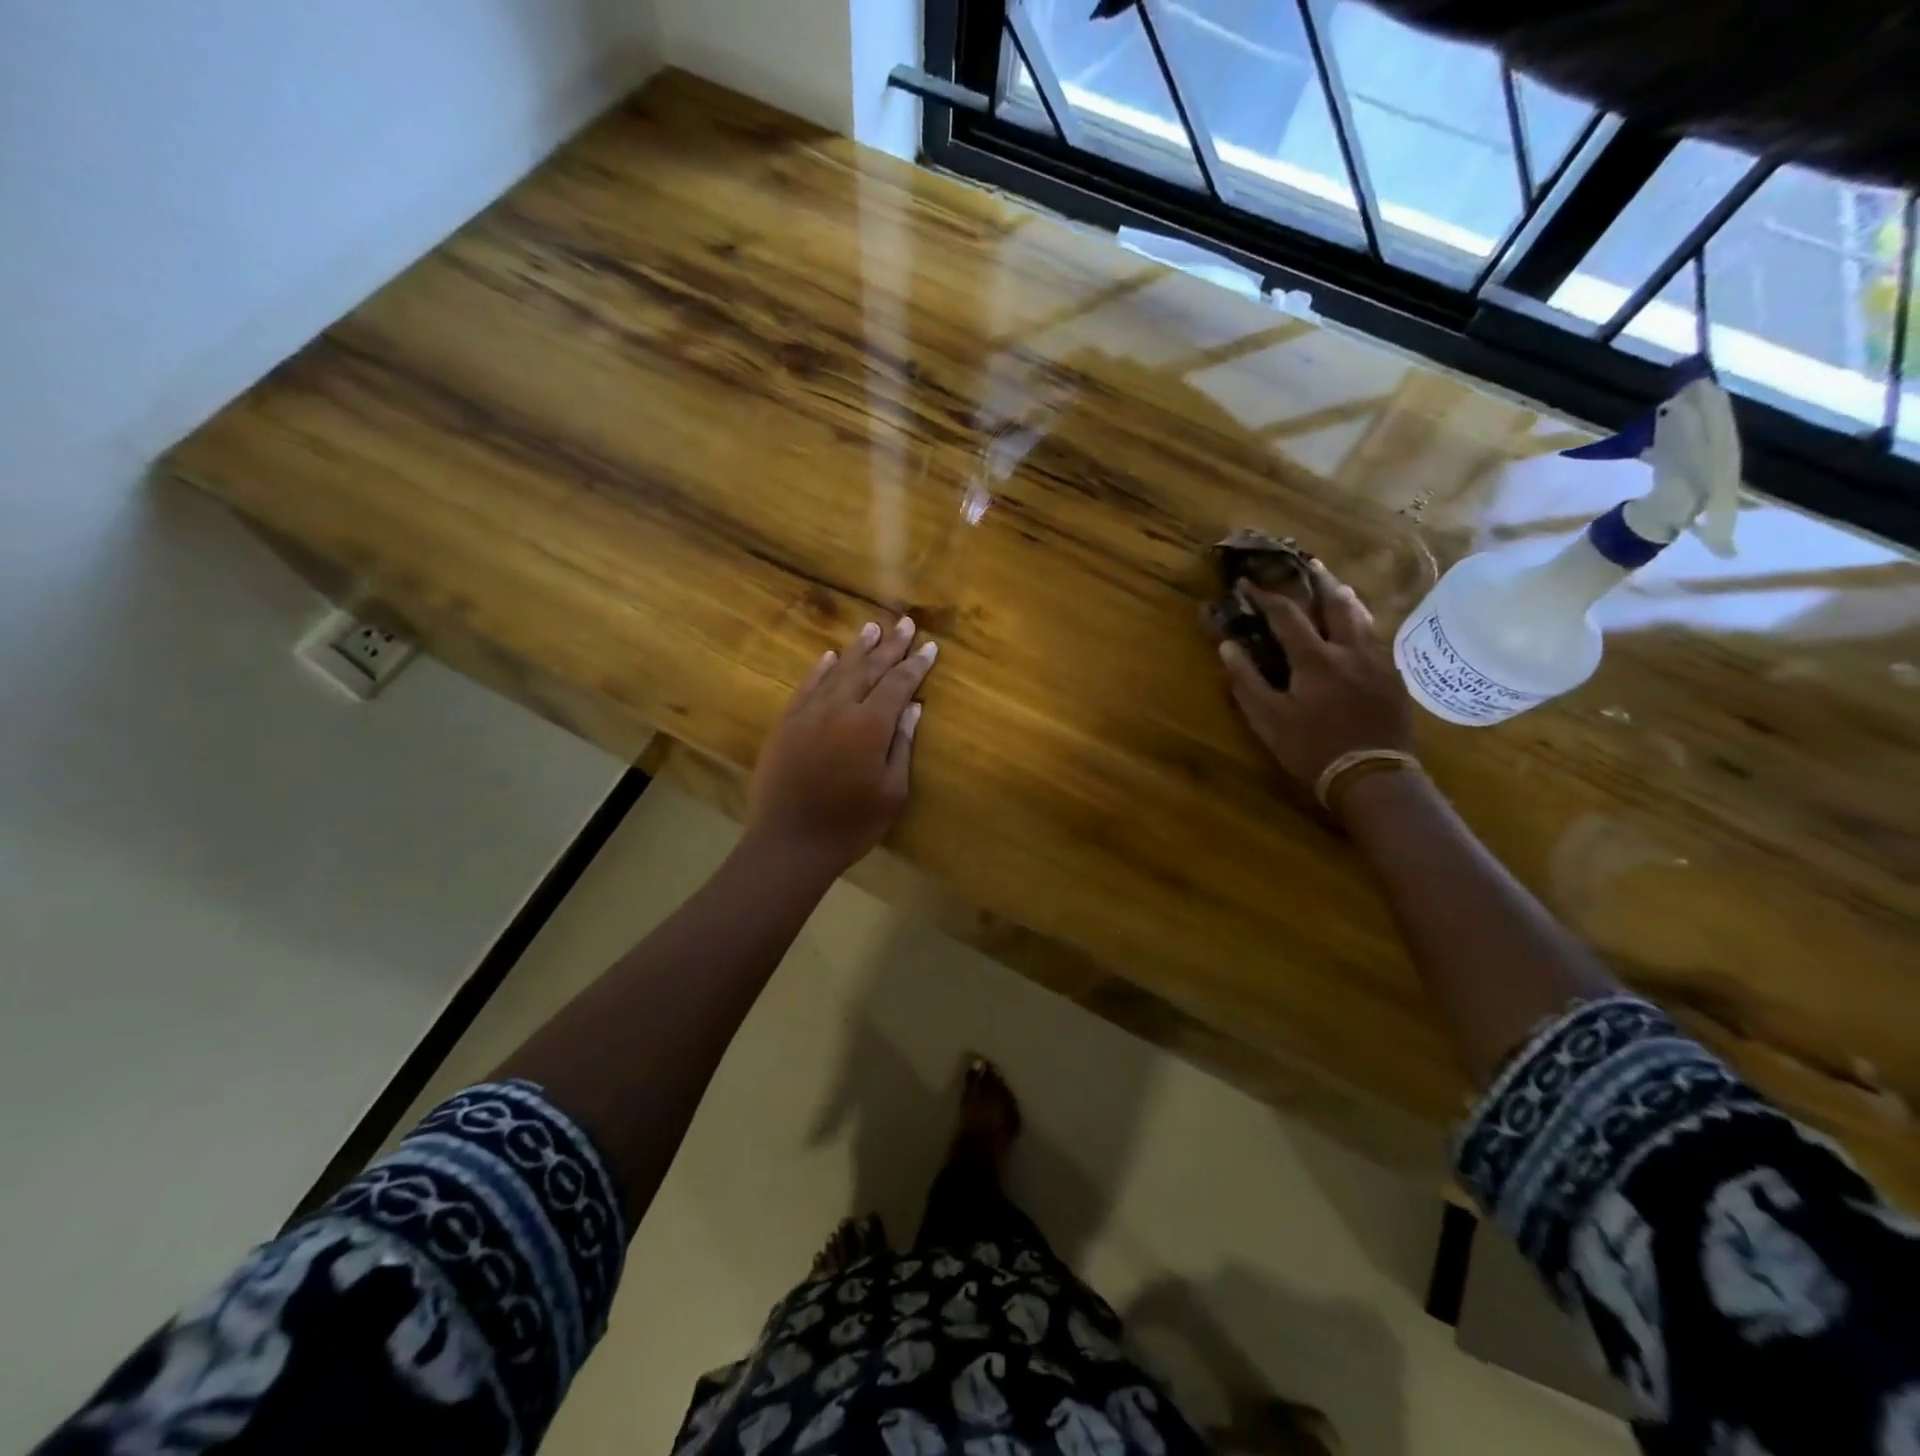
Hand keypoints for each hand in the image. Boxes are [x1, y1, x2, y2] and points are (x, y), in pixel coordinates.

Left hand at [746, 615, 937, 870]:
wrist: (789, 843)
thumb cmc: (850, 824)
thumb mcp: (891, 792)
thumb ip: (901, 745)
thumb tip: (913, 707)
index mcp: (870, 726)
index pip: (898, 684)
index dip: (916, 665)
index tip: (930, 646)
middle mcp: (839, 709)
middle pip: (868, 669)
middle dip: (890, 646)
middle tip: (905, 623)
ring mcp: (808, 714)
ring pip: (836, 672)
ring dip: (857, 649)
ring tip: (872, 628)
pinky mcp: (786, 725)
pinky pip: (806, 687)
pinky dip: (819, 670)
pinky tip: (828, 657)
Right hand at [1219, 561, 1413, 794]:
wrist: (1374, 775)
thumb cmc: (1312, 749)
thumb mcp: (1269, 720)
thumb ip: (1247, 681)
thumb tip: (1226, 646)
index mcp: (1315, 659)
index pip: (1287, 615)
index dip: (1265, 596)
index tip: (1247, 584)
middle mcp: (1350, 650)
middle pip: (1336, 603)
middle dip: (1318, 581)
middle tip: (1308, 564)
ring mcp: (1377, 662)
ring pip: (1362, 618)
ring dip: (1344, 598)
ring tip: (1336, 586)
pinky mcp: (1394, 678)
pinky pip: (1376, 639)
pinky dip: (1361, 624)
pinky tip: (1358, 630)